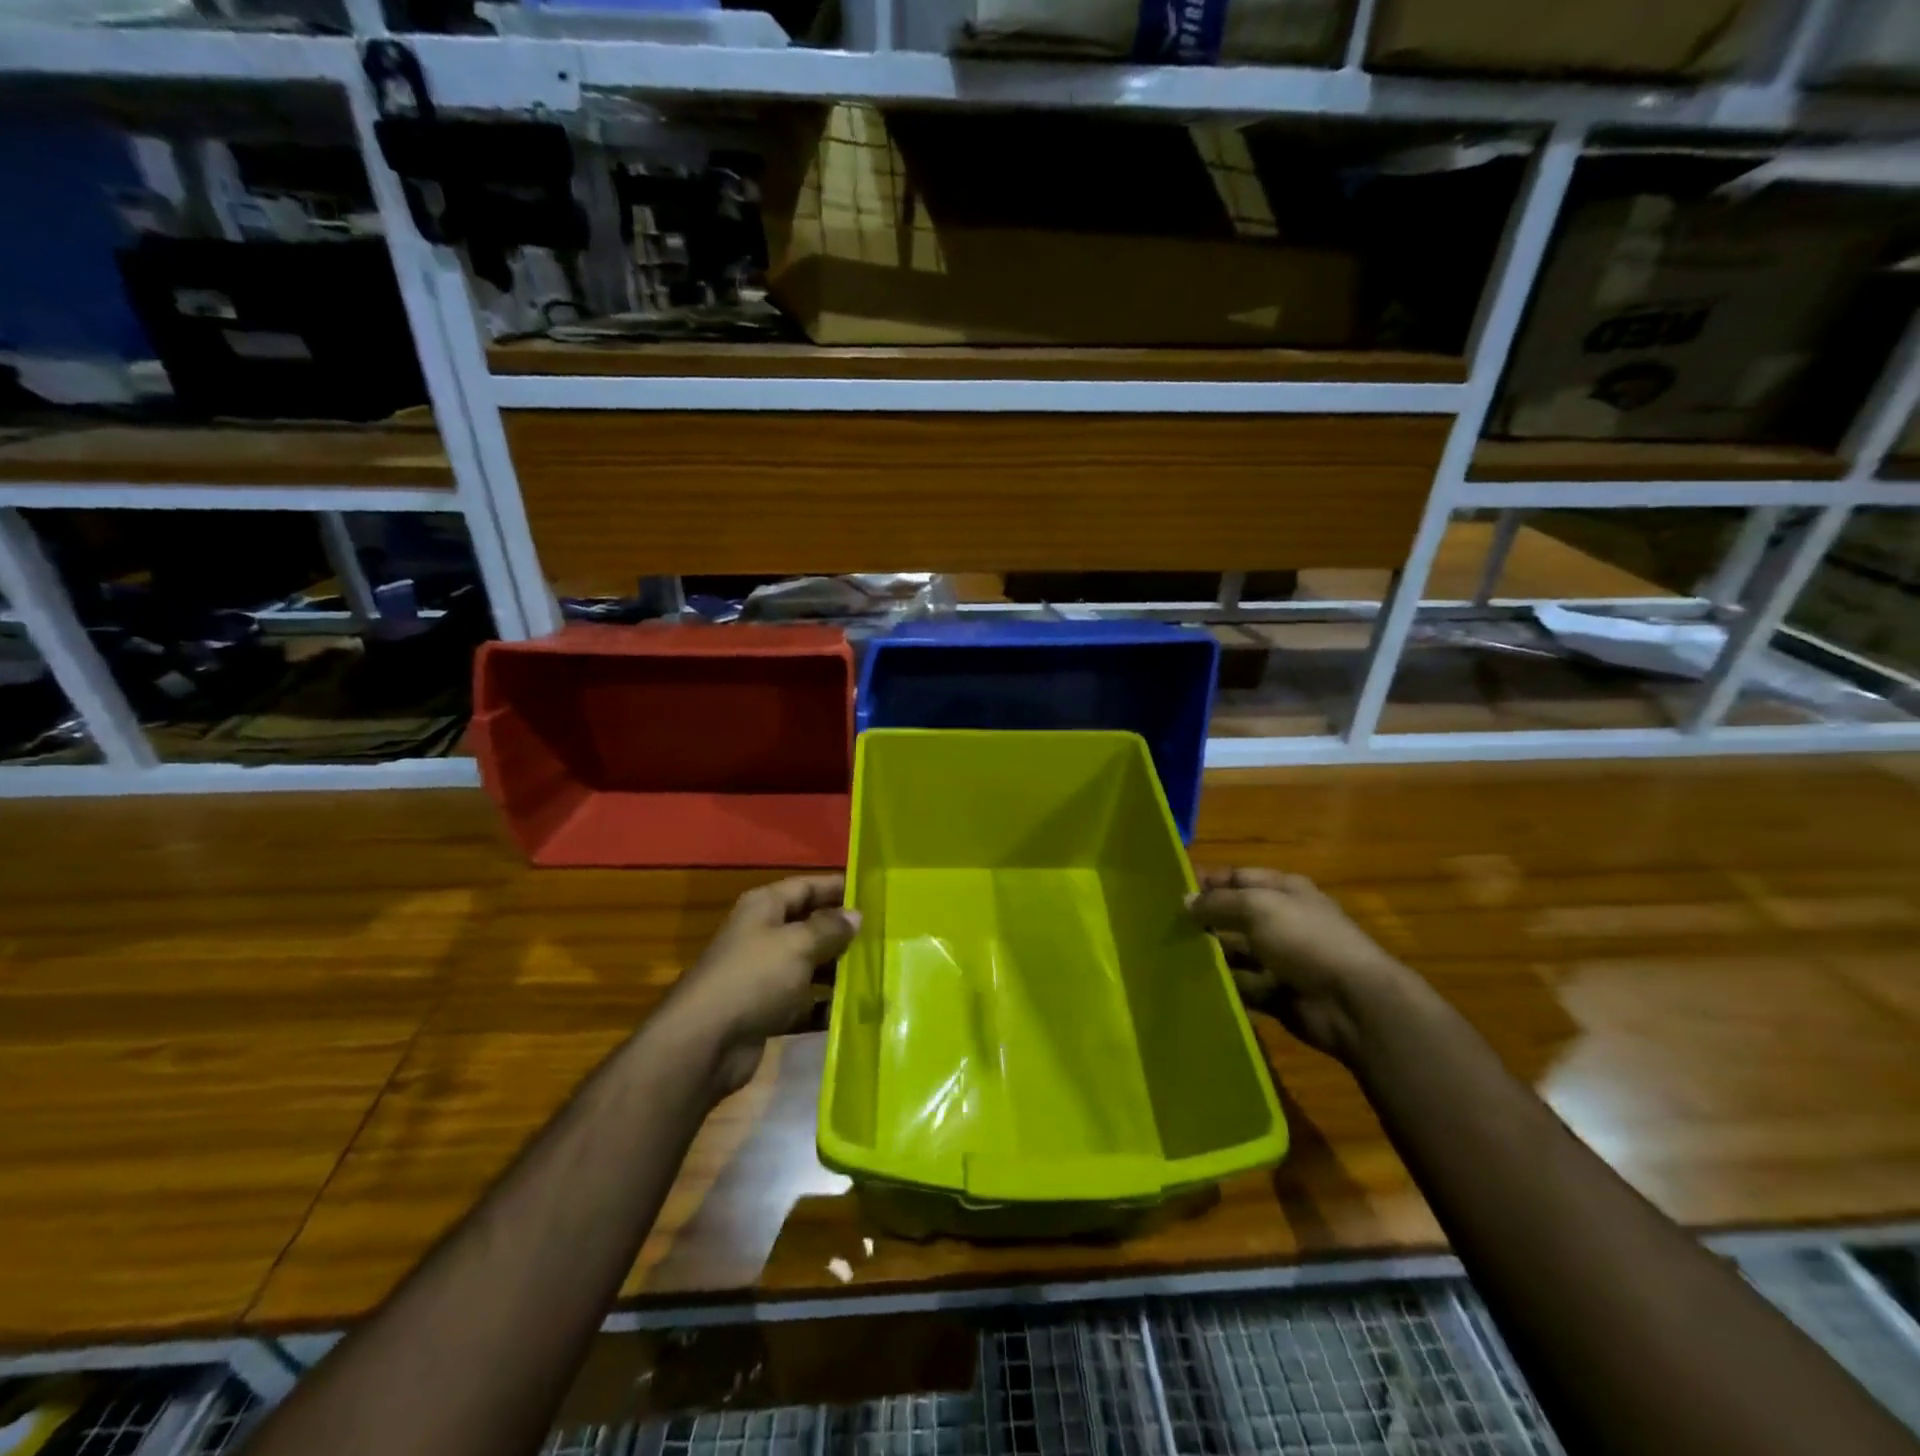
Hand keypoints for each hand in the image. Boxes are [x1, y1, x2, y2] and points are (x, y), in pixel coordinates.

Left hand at [663, 875, 859, 1098]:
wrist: (704, 1044)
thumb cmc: (753, 979)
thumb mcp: (797, 944)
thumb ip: (829, 928)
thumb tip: (855, 915)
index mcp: (765, 907)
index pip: (808, 886)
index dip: (839, 888)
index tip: (875, 894)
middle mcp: (763, 935)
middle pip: (810, 925)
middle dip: (844, 932)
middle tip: (885, 936)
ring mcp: (763, 974)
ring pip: (810, 965)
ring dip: (838, 970)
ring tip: (878, 972)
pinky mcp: (766, 1010)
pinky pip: (803, 1001)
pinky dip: (824, 1005)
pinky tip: (854, 1010)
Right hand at [1188, 868, 1410, 1061]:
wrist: (1352, 1002)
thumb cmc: (1305, 939)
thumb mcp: (1257, 908)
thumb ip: (1217, 903)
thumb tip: (1185, 901)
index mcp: (1284, 891)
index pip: (1238, 878)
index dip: (1208, 882)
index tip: (1171, 890)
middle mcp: (1283, 921)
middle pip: (1235, 916)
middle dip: (1204, 920)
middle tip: (1165, 926)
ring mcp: (1281, 959)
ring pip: (1236, 953)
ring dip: (1211, 955)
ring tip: (1172, 956)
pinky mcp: (1277, 993)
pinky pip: (1243, 986)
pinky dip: (1224, 986)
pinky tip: (1194, 984)